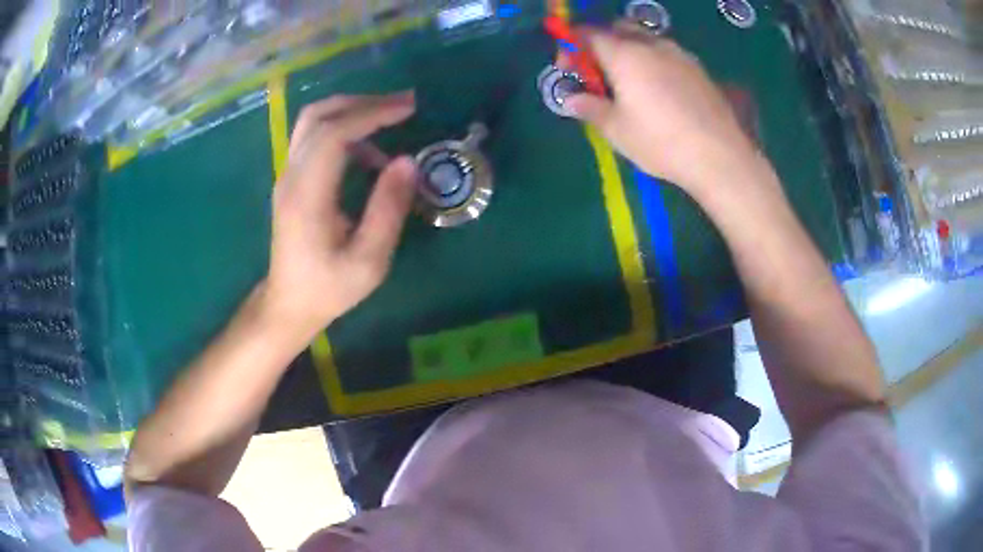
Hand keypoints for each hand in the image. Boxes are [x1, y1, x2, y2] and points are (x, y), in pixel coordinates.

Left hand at [262, 92, 417, 337]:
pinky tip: (369, 151)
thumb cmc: (328, 288)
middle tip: (403, 104)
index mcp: (307, 196)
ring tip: (390, 119)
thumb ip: (388, 210)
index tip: (408, 110)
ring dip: (351, 110)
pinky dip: (343, 129)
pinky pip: (314, 138)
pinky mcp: (291, 179)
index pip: (334, 135)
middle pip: (317, 115)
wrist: (288, 303)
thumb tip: (407, 161)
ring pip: (312, 121)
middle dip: (362, 102)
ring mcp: (287, 175)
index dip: (372, 115)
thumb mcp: (368, 261)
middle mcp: (291, 176)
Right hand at [565, 23, 765, 196]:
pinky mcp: (698, 68)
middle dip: (601, 44)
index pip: (587, 34)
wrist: (720, 156)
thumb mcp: (616, 130)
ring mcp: (678, 53)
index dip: (571, 48)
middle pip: (617, 29)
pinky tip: (658, 90)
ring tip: (629, 83)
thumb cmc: (661, 142)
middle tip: (599, 73)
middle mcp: (650, 44)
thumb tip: (571, 99)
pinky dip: (652, 61)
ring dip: (628, 51)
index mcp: (624, 54)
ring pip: (644, 39)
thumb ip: (589, 108)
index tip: (568, 71)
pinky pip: (666, 53)